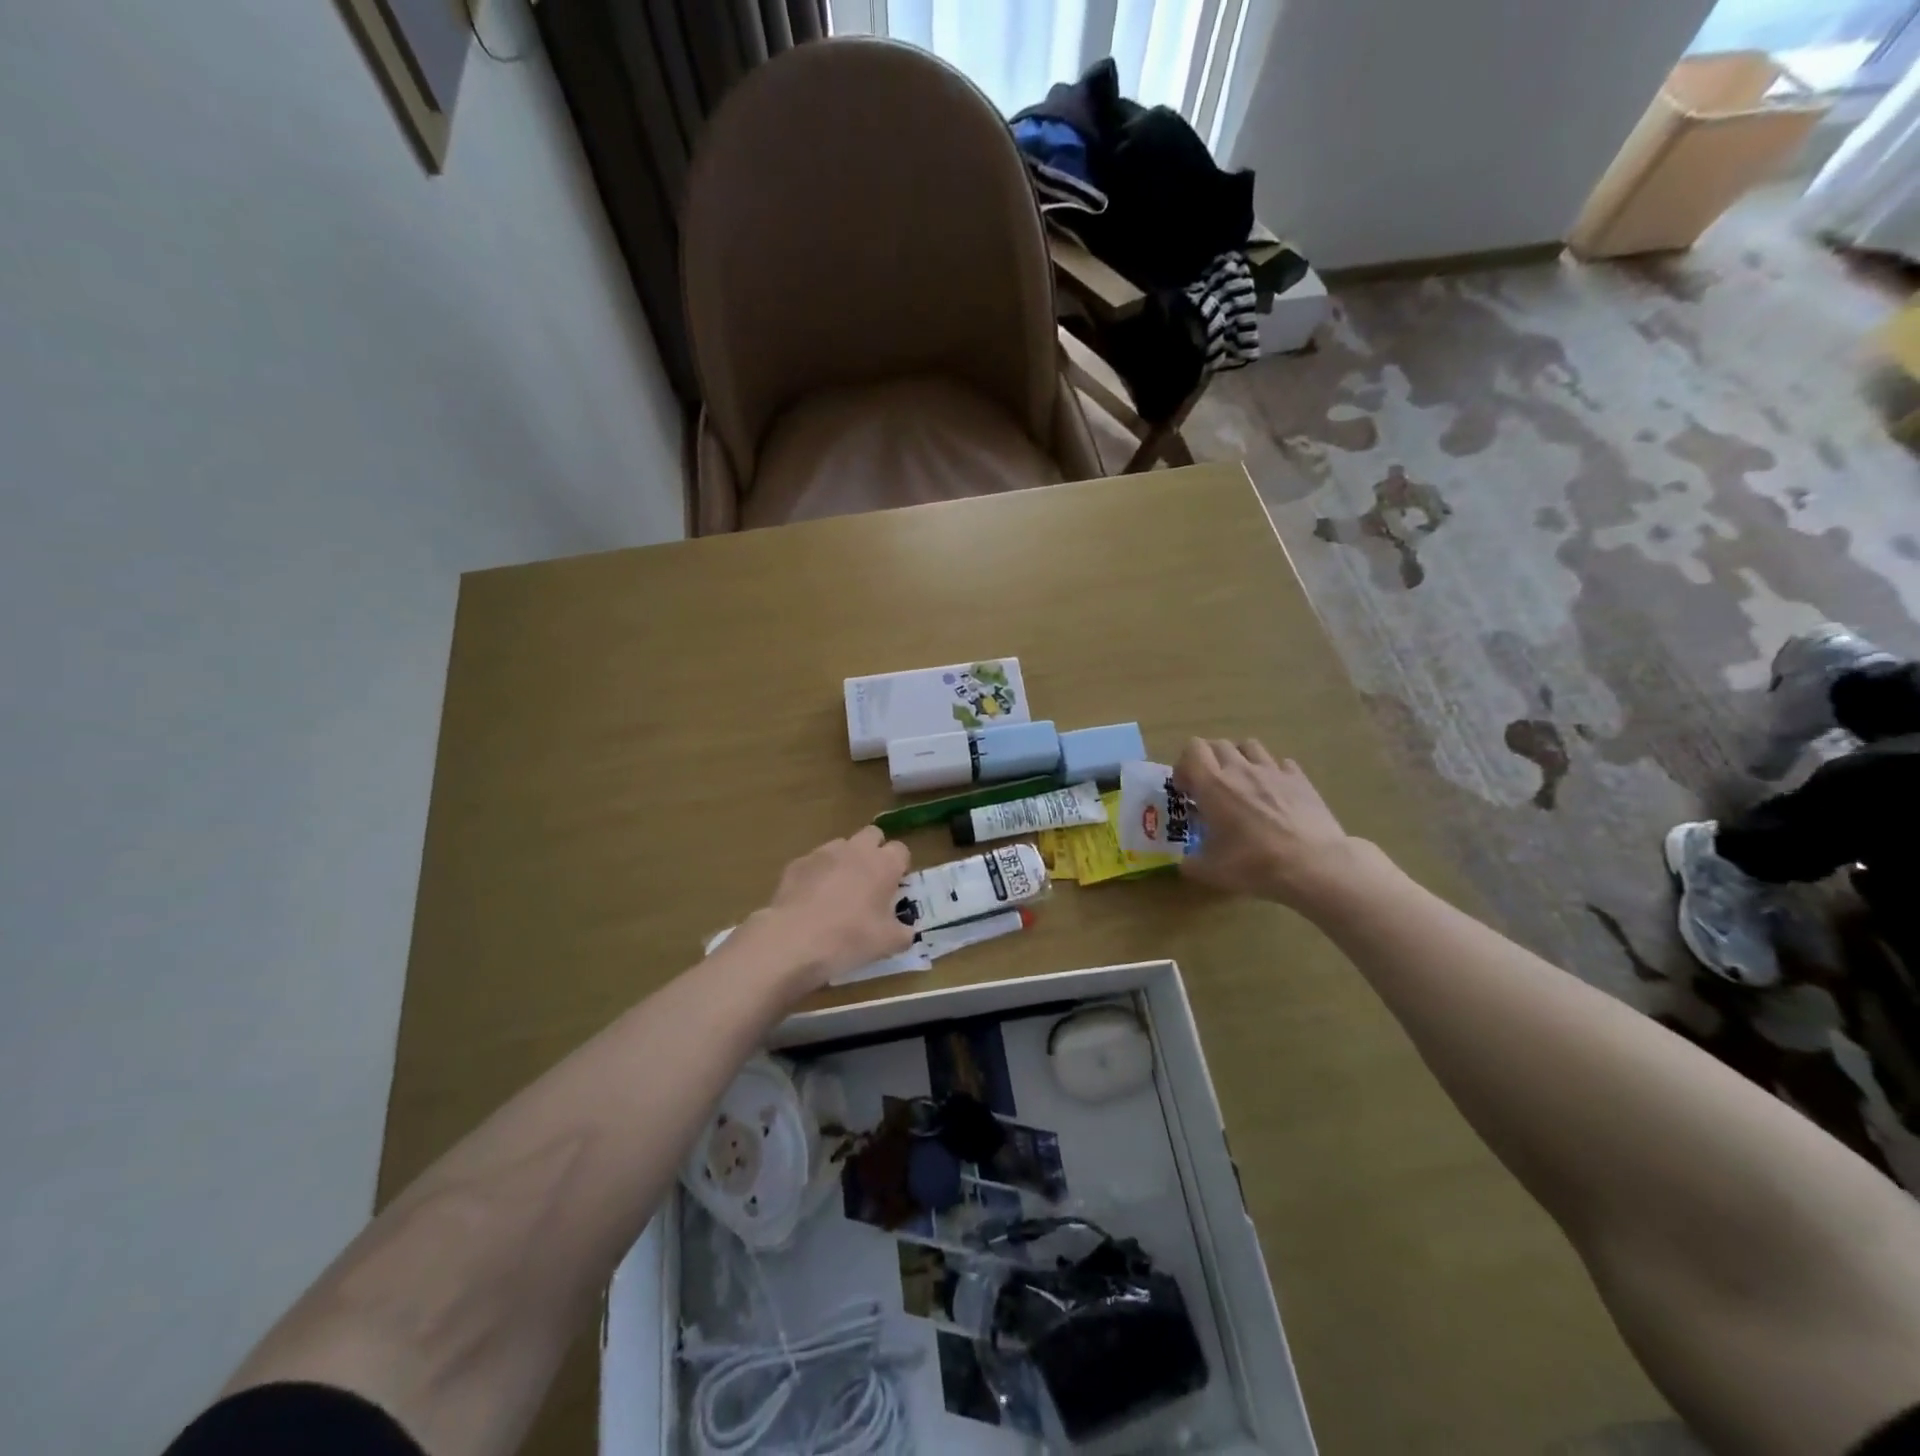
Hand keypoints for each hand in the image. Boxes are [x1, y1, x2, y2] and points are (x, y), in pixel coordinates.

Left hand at [748, 826, 913, 993]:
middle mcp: (856, 849)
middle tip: (870, 882)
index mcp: (884, 864)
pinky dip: (817, 875)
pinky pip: (814, 862)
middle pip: (873, 835)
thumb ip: (903, 933)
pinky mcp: (797, 863)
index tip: (894, 888)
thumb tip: (905, 931)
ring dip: (845, 861)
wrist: (793, 940)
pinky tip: (811, 900)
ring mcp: (824, 853)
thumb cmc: (850, 938)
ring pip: (842, 845)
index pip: (901, 851)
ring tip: (838, 891)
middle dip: (874, 852)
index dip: (899, 867)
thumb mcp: (887, 944)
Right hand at [1173, 738, 1357, 909]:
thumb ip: (1191, 863)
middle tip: (1210, 788)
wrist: (1313, 865)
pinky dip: (1273, 772)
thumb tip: (1185, 863)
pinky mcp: (1300, 779)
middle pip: (1218, 744)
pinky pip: (1281, 763)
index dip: (1184, 765)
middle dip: (1209, 761)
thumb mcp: (1211, 871)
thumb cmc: (1255, 864)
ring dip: (1239, 758)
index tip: (1187, 791)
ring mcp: (1273, 771)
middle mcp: (1241, 769)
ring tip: (1241, 783)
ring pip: (1249, 746)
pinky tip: (1274, 793)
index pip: (1192, 749)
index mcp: (1213, 785)